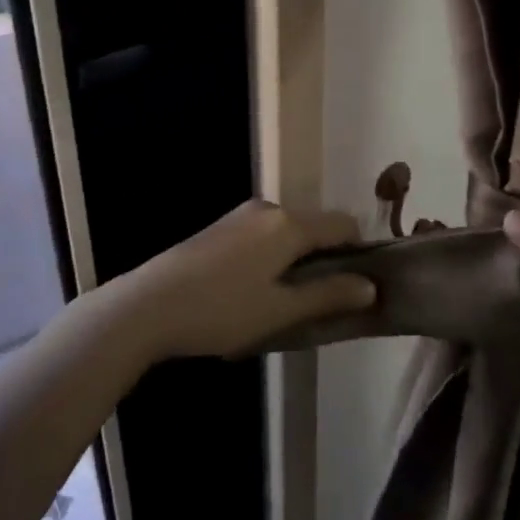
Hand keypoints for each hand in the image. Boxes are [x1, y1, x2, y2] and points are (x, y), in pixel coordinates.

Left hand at [100, 200, 375, 359]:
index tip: (356, 287)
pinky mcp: (221, 227)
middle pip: (315, 227)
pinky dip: (272, 257)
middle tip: (319, 304)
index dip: (358, 252)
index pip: (343, 224)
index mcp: (290, 224)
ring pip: (288, 233)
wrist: (148, 304)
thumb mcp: (280, 310)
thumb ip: (328, 295)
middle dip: (325, 260)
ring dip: (296, 261)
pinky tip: (252, 292)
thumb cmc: (222, 310)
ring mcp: (242, 215)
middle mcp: (269, 209)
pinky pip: (264, 236)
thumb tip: (371, 286)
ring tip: (283, 304)